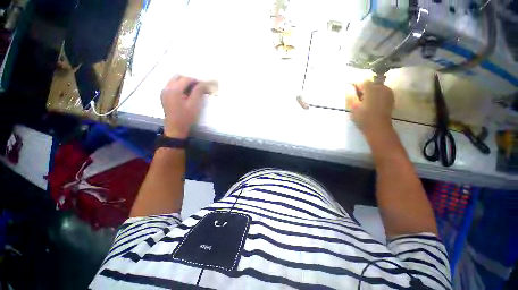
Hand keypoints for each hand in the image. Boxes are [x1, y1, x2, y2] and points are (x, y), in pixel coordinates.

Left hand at [161, 75, 207, 138]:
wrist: (175, 128)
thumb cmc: (186, 117)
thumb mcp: (194, 105)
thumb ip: (198, 92)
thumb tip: (203, 83)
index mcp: (174, 90)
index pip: (186, 79)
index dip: (196, 80)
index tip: (204, 85)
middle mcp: (166, 88)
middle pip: (178, 77)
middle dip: (189, 80)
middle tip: (198, 87)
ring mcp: (164, 92)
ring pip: (174, 81)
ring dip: (184, 83)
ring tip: (193, 90)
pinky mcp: (164, 96)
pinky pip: (172, 86)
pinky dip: (179, 87)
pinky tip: (186, 94)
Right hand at [347, 81, 394, 135]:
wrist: (378, 128)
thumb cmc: (363, 118)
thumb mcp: (353, 107)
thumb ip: (350, 95)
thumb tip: (347, 86)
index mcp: (371, 88)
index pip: (362, 82)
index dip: (355, 87)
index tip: (351, 95)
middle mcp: (382, 87)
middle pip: (370, 84)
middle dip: (363, 90)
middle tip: (357, 101)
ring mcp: (388, 93)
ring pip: (376, 88)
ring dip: (369, 93)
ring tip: (364, 103)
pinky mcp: (390, 98)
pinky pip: (381, 93)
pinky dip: (375, 96)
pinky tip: (371, 105)